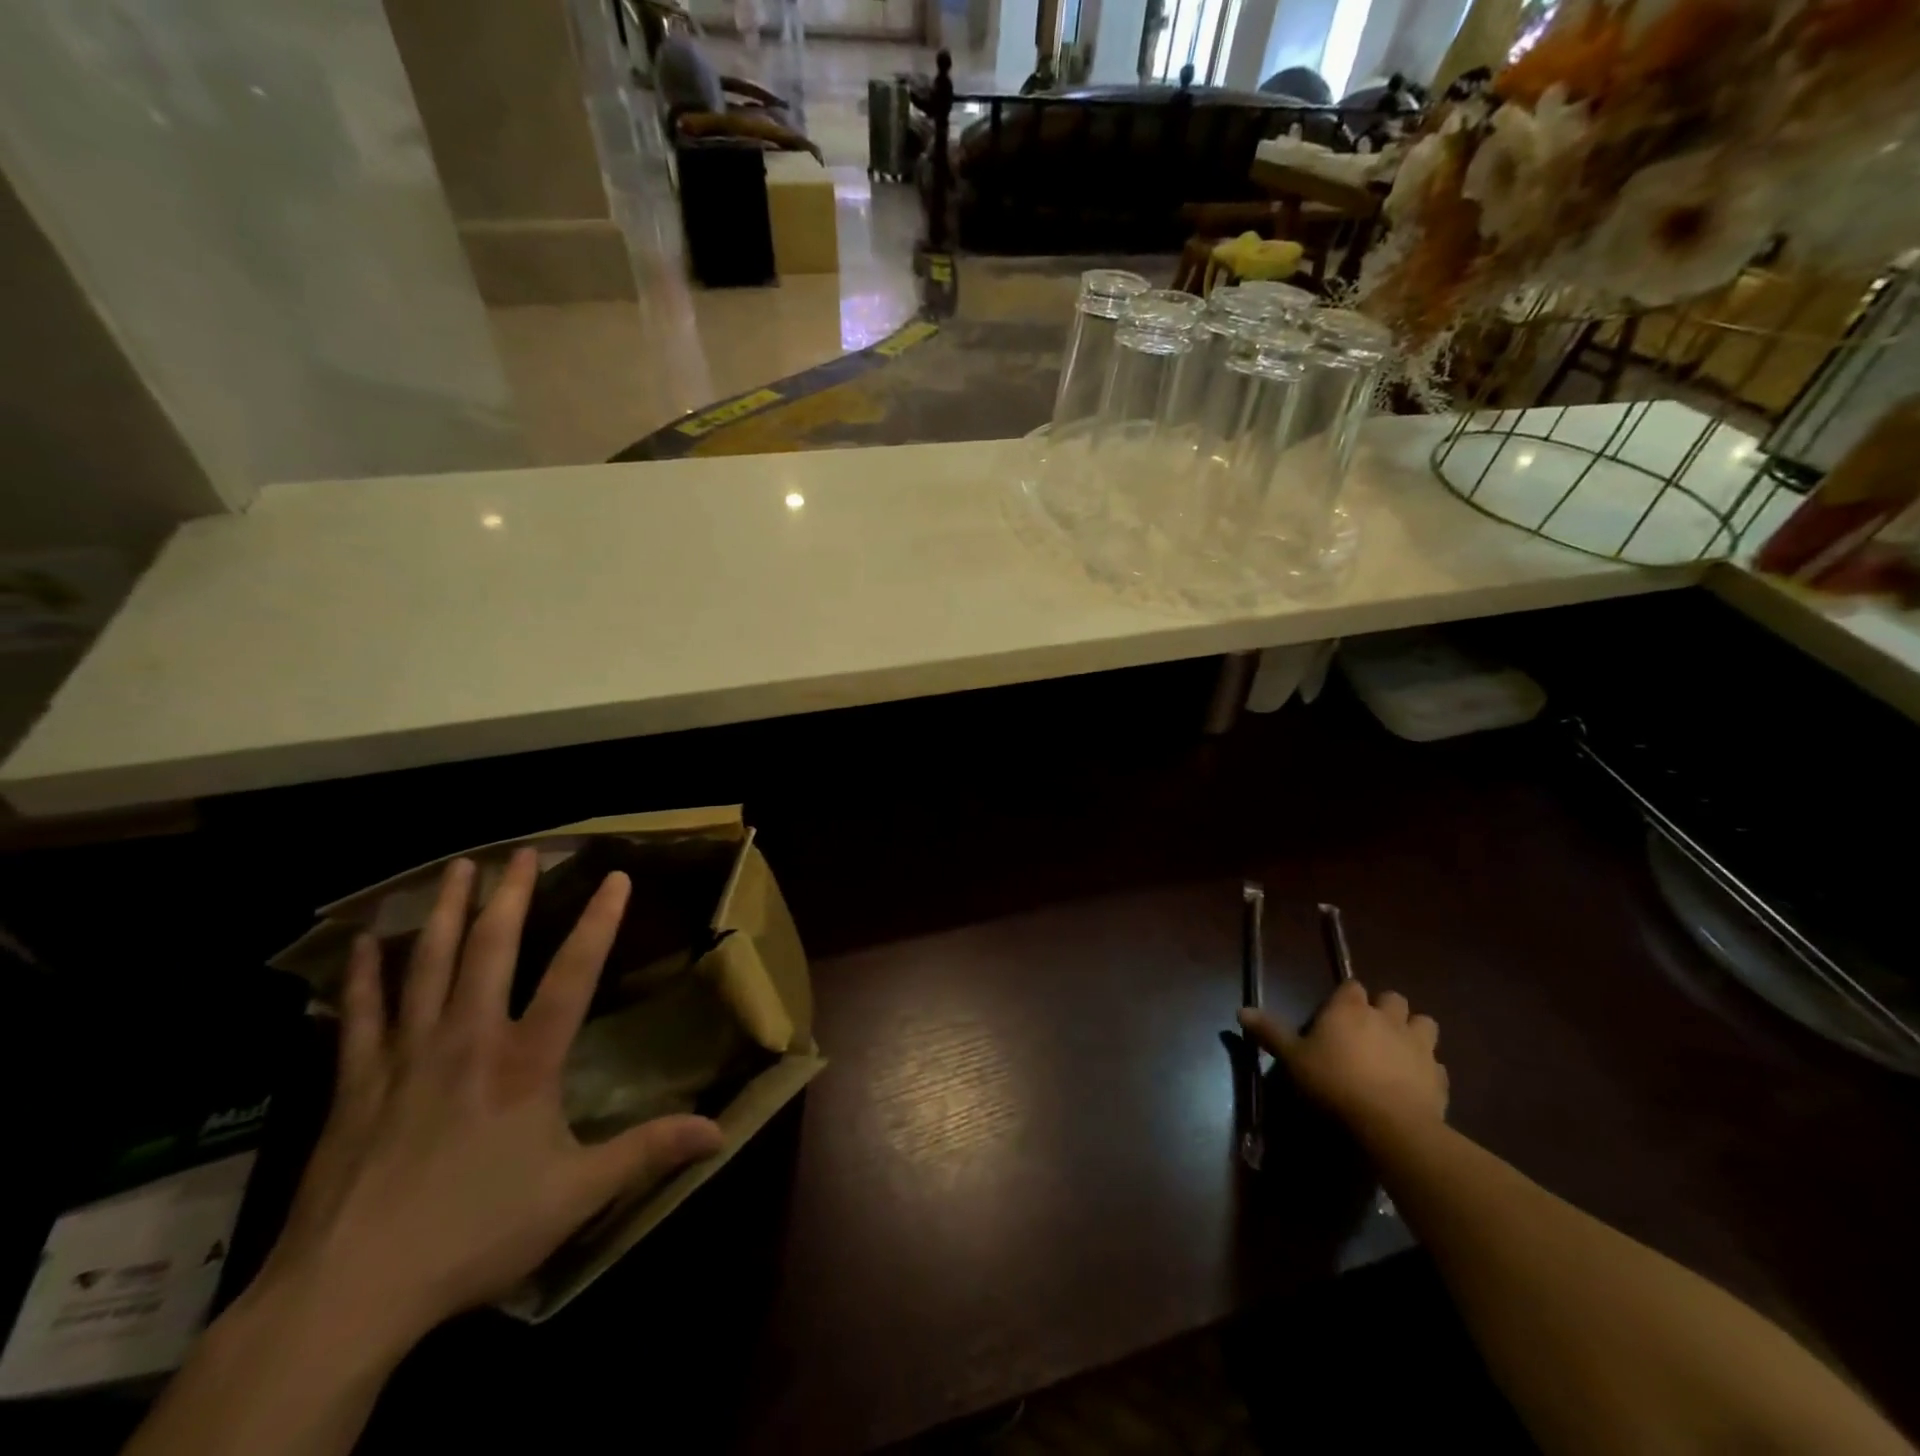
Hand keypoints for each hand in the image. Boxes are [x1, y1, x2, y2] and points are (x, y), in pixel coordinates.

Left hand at [247, 849, 723, 1352]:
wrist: (346, 1295)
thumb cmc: (473, 1236)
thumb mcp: (575, 1196)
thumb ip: (647, 1153)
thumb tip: (720, 1132)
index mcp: (525, 1063)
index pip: (572, 976)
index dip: (598, 923)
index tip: (615, 877)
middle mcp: (467, 1042)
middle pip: (490, 951)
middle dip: (510, 896)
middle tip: (522, 851)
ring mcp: (405, 1058)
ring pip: (426, 967)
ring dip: (443, 913)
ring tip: (455, 869)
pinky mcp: (355, 1086)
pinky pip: (359, 1017)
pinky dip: (363, 977)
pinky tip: (363, 945)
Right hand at [1240, 980, 1447, 1142]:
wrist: (1391, 1125)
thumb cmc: (1335, 1083)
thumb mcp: (1293, 1059)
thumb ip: (1270, 1032)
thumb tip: (1241, 1010)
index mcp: (1350, 1008)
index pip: (1351, 986)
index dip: (1345, 997)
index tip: (1336, 1013)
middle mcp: (1387, 1018)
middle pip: (1393, 998)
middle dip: (1385, 1008)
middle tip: (1370, 1029)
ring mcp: (1419, 1046)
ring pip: (1425, 1023)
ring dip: (1414, 1031)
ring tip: (1400, 1049)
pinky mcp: (1439, 1076)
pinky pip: (1437, 1065)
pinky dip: (1428, 1069)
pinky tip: (1416, 1083)